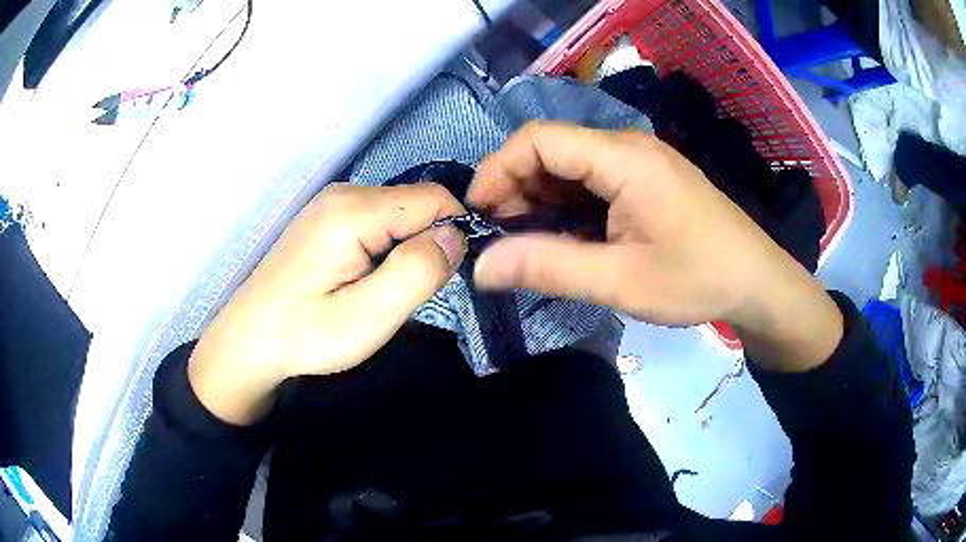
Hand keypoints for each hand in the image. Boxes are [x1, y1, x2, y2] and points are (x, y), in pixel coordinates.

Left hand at [188, 183, 466, 424]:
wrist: (248, 341)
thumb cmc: (305, 335)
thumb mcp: (368, 317)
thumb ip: (418, 271)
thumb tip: (456, 234)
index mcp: (354, 210)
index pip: (435, 199)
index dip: (453, 234)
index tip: (442, 278)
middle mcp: (344, 193)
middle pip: (416, 204)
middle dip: (426, 245)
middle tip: (403, 294)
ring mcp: (331, 204)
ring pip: (398, 215)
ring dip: (405, 251)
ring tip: (380, 291)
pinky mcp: (325, 219)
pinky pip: (377, 223)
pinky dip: (385, 250)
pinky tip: (362, 280)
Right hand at [469, 122, 841, 371]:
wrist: (756, 283)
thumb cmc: (697, 279)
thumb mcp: (620, 281)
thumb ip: (548, 267)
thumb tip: (481, 267)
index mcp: (622, 158)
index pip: (538, 140)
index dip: (497, 170)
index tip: (477, 215)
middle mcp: (627, 147)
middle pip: (551, 150)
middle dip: (515, 188)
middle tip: (499, 237)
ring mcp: (639, 162)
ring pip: (569, 166)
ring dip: (539, 199)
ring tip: (525, 241)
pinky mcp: (646, 179)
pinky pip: (592, 181)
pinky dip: (566, 205)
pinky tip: (563, 235)